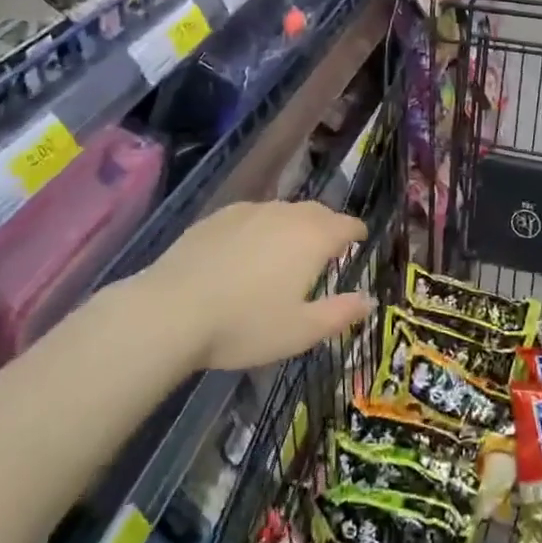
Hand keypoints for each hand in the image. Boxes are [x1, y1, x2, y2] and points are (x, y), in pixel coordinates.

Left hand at [140, 201, 373, 370]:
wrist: (172, 310)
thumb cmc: (245, 324)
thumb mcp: (301, 331)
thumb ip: (340, 313)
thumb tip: (369, 300)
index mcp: (313, 238)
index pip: (347, 224)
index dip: (357, 232)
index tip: (361, 240)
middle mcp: (286, 214)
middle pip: (317, 212)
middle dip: (328, 225)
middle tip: (328, 247)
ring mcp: (249, 211)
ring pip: (283, 211)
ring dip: (294, 225)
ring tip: (288, 249)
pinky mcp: (217, 216)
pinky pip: (252, 215)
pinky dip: (261, 228)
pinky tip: (248, 250)